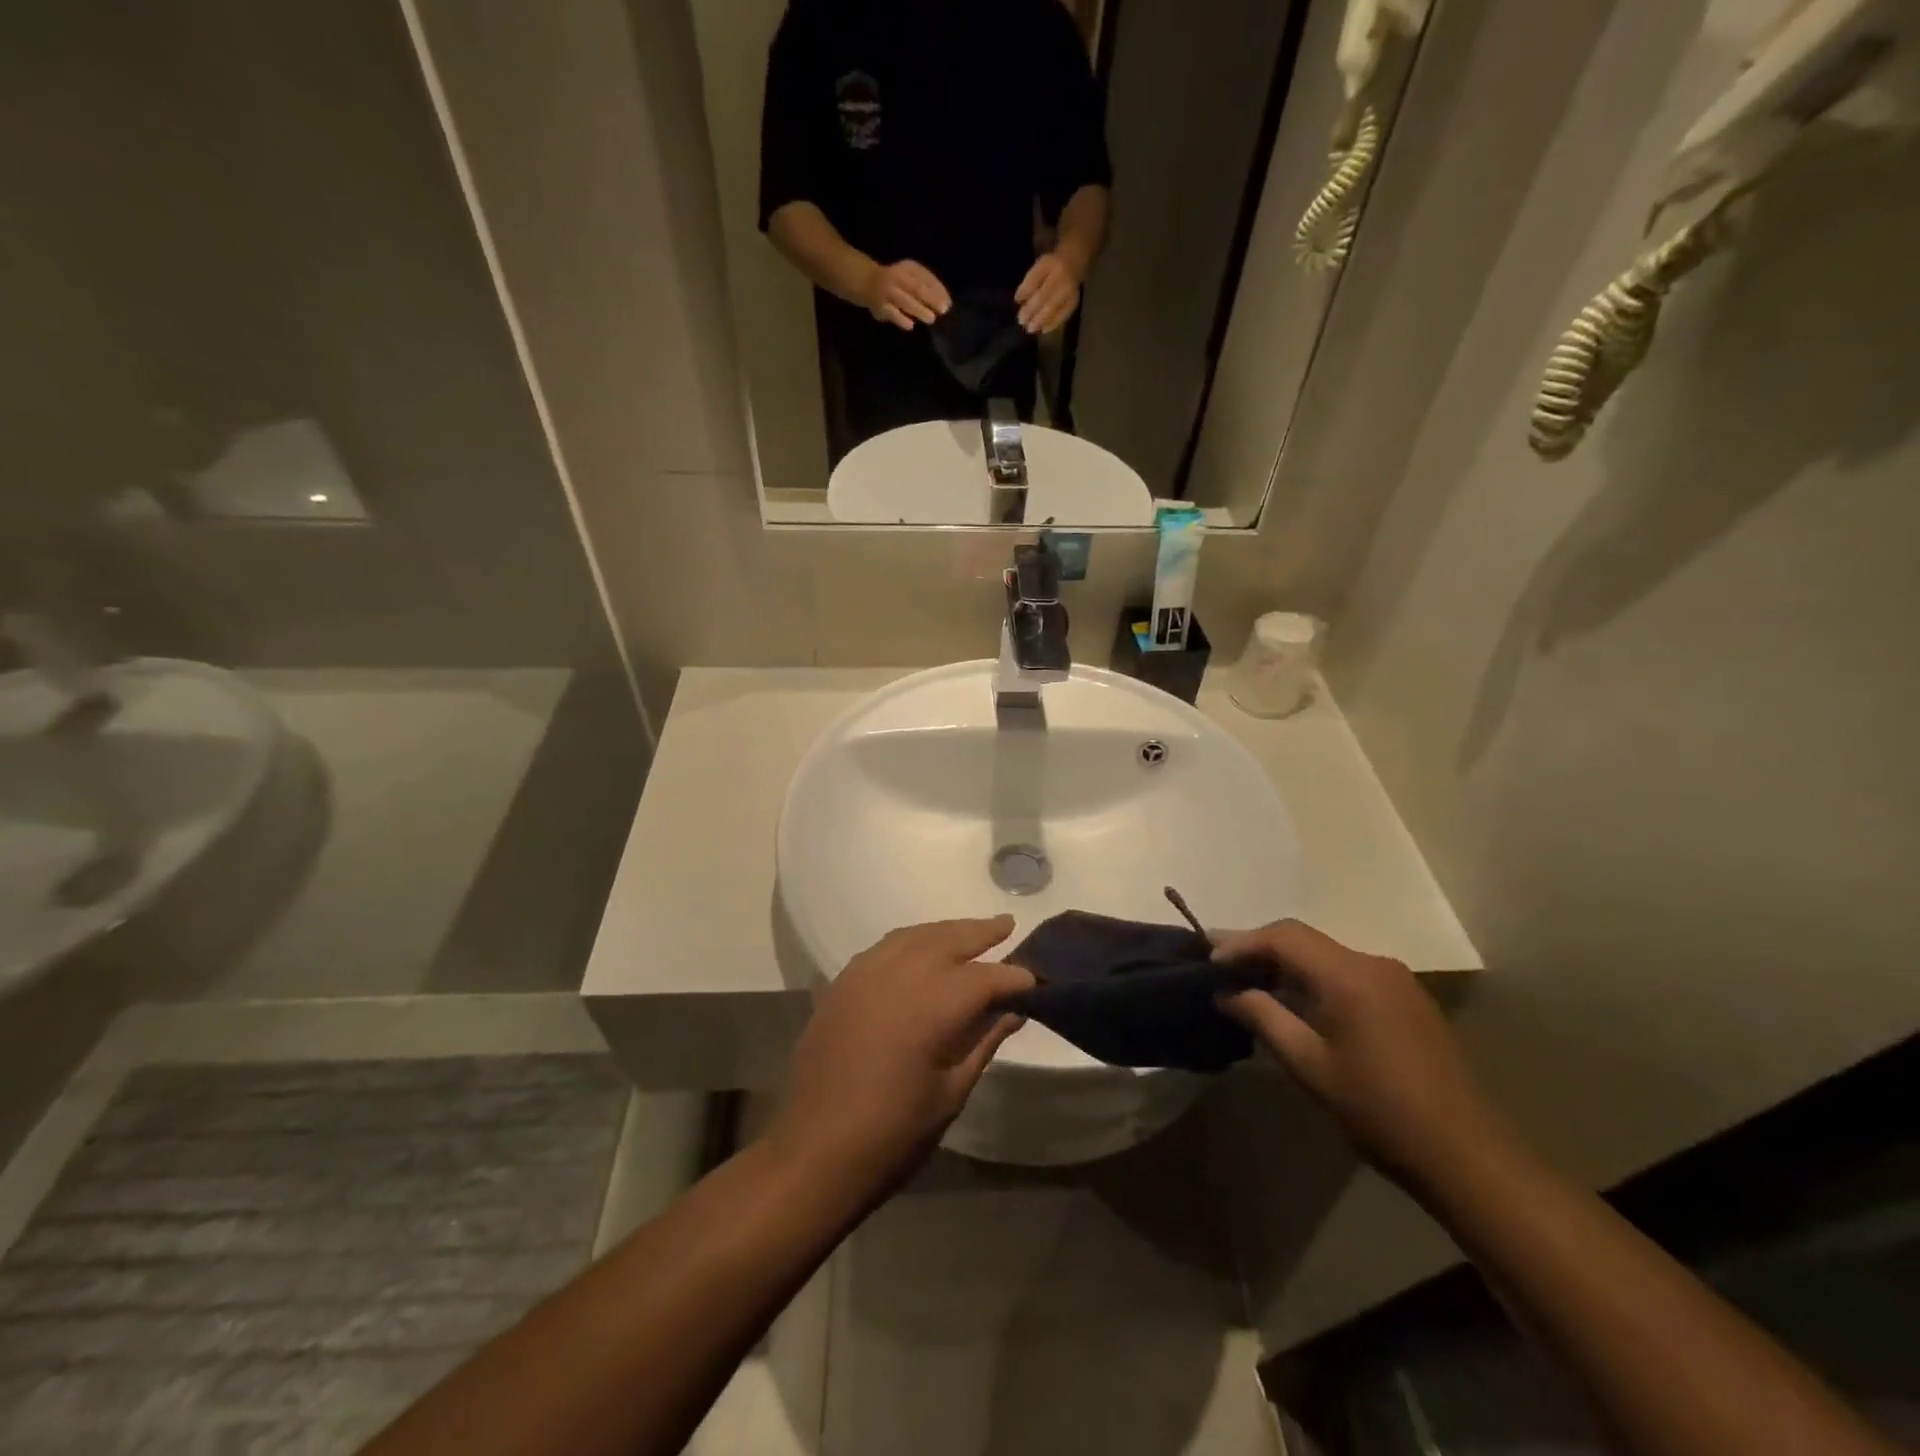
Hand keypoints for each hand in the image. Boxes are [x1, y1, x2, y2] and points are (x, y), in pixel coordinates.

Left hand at [767, 917, 1031, 1190]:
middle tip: (1007, 924)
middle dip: (980, 932)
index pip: (984, 978)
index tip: (1035, 982)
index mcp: (929, 1008)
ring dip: (945, 931)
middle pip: (947, 940)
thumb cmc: (892, 1135)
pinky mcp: (841, 985)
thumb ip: (983, 1042)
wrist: (813, 1154)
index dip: (1013, 978)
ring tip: (970, 931)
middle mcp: (896, 978)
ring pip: (913, 936)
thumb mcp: (950, 1094)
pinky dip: (910, 941)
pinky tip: (921, 949)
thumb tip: (1013, 1011)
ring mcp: (863, 976)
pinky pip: (883, 948)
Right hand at [861, 259, 950, 329]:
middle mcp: (898, 276)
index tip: (949, 302)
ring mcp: (888, 291)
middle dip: (931, 299)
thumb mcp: (912, 276)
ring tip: (931, 319)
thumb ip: (927, 286)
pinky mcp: (880, 306)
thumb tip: (945, 301)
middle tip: (943, 310)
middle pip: (916, 288)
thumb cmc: (898, 282)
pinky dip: (901, 319)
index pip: (925, 277)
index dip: (938, 289)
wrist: (868, 282)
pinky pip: (892, 313)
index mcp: (908, 267)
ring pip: (904, 301)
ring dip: (919, 310)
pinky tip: (911, 326)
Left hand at [1014, 251, 1082, 333]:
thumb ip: (1029, 283)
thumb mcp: (1038, 267)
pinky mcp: (1073, 303)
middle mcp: (1061, 279)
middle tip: (1022, 322)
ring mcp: (1069, 292)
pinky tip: (1042, 330)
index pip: (1035, 280)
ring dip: (1040, 321)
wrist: (1074, 263)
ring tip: (1030, 329)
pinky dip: (1051, 324)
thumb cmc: (1051, 266)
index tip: (1017, 302)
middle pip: (1043, 297)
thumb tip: (1018, 300)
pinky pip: (1062, 316)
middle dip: (1031, 311)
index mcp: (1050, 266)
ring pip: (1052, 309)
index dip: (1025, 292)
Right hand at [1214, 921, 1515, 1194]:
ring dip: (1285, 964)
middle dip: (1258, 949)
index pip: (1283, 936)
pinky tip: (1295, 1003)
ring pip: (1325, 954)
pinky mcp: (1406, 999)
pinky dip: (1313, 977)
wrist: (1469, 1157)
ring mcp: (1395, 980)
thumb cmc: (1380, 1111)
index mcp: (1349, 975)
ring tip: (1249, 984)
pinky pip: (1347, 972)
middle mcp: (1373, 963)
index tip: (1208, 963)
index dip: (1240, 943)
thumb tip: (1225, 992)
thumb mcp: (1310, 1066)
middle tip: (1219, 969)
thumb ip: (1264, 1018)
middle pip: (1303, 939)